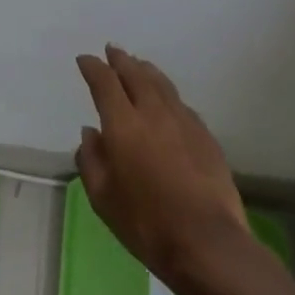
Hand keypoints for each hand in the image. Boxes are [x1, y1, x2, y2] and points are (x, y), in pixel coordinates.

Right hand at [75, 44, 258, 289]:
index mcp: (123, 124)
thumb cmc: (146, 224)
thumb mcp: (102, 198)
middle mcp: (153, 113)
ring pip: (162, 84)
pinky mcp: (206, 136)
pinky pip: (181, 104)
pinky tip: (167, 101)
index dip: (93, 67)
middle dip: (121, 60)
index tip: (85, 60)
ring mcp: (184, 122)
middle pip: (136, 74)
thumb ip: (91, 160)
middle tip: (112, 51)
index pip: (104, 82)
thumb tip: (91, 132)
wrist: (208, 244)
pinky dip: (167, 94)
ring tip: (139, 65)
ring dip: (146, 70)